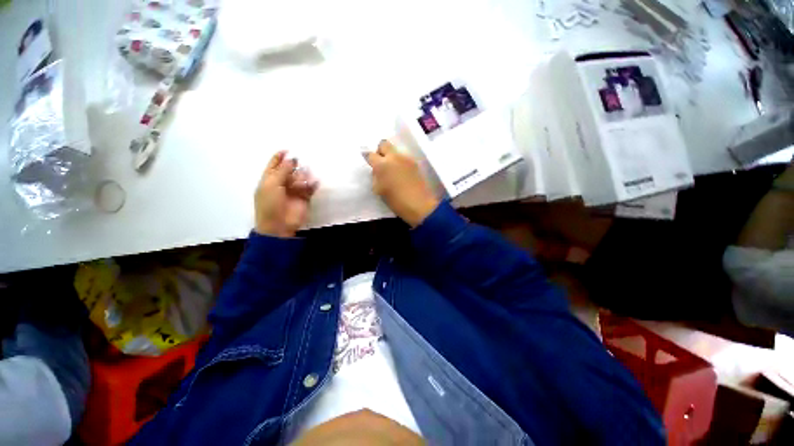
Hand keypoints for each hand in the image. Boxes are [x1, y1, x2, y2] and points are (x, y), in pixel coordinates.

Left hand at [254, 151, 317, 237]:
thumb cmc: (270, 204)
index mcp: (269, 180)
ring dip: (303, 176)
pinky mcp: (304, 198)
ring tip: (305, 177)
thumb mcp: (271, 185)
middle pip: (289, 170)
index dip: (279, 157)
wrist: (278, 225)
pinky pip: (310, 188)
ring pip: (301, 178)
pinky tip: (315, 182)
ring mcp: (294, 191)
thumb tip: (291, 159)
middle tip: (299, 164)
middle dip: (294, 167)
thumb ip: (282, 171)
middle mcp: (282, 184)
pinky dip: (312, 184)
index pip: (274, 165)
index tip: (287, 150)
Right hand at [365, 140, 438, 226]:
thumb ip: (376, 177)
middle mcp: (394, 157)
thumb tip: (377, 171)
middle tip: (382, 163)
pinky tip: (402, 173)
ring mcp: (406, 158)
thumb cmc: (396, 201)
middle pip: (384, 143)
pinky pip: (404, 157)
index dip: (369, 159)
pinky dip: (401, 162)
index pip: (370, 154)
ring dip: (392, 156)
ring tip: (393, 170)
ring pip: (395, 150)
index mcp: (382, 165)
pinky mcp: (415, 163)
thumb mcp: (379, 190)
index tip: (370, 163)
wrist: (419, 205)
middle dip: (381, 151)